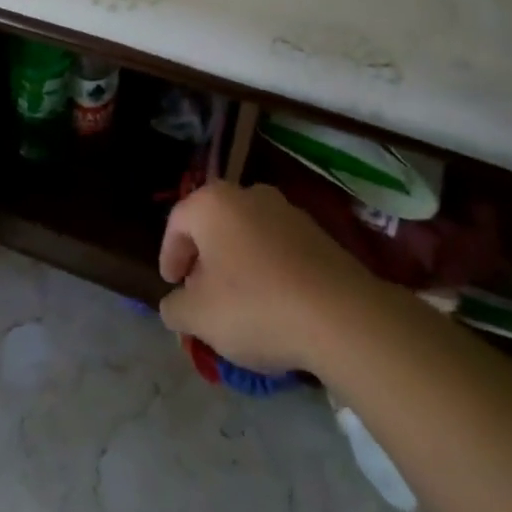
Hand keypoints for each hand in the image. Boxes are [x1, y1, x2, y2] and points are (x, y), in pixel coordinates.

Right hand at [158, 180, 369, 373]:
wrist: (343, 316)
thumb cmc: (256, 306)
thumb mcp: (199, 317)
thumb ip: (175, 308)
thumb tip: (174, 304)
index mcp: (212, 203)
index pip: (176, 222)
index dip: (169, 255)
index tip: (171, 285)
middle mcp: (248, 195)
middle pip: (214, 225)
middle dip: (203, 258)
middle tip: (200, 293)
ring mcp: (288, 211)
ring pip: (247, 234)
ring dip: (237, 263)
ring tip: (238, 303)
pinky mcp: (319, 234)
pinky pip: (278, 248)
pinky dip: (267, 269)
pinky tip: (273, 304)